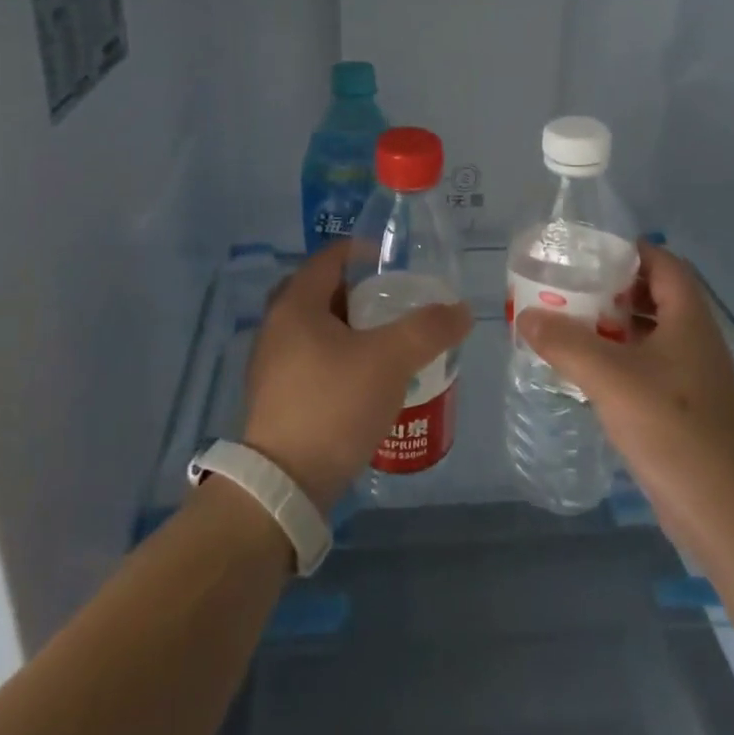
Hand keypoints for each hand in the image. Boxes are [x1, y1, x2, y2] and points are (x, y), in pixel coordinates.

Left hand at [241, 242, 471, 510]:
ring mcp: (272, 363)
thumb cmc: (333, 404)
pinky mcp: (278, 395)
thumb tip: (461, 310)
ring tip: (389, 339)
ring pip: (317, 328)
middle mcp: (276, 325)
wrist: (285, 483)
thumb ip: (428, 329)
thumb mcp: (390, 360)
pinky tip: (367, 378)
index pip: (330, 257)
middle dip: (360, 292)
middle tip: (395, 301)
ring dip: (351, 326)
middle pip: (322, 292)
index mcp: (296, 304)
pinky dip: (340, 356)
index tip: (395, 261)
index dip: (363, 251)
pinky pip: (312, 358)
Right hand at [517, 241, 733, 529]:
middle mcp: (694, 340)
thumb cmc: (671, 428)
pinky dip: (618, 358)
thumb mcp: (610, 378)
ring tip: (568, 323)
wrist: (722, 508)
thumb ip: (565, 343)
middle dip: (612, 288)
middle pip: (654, 296)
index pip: (663, 263)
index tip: (587, 252)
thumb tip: (527, 316)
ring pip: (649, 333)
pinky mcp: (683, 406)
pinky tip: (586, 370)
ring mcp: (691, 375)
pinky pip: (647, 366)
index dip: (629, 250)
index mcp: (689, 320)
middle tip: (568, 287)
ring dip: (612, 325)